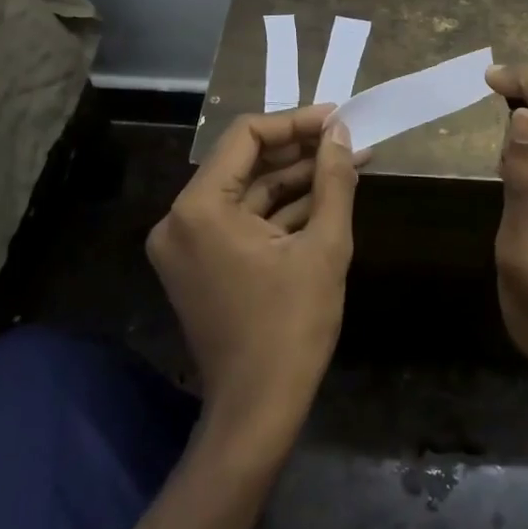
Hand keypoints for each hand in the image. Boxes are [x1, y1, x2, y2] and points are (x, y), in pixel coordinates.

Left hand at [146, 106, 359, 438]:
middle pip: (244, 164)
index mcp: (199, 208)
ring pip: (246, 194)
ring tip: (346, 163)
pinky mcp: (199, 264)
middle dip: (299, 152)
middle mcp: (180, 219)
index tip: (337, 119)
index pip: (246, 137)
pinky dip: (279, 211)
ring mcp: (186, 244)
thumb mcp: (324, 248)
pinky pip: (241, 222)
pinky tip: (324, 197)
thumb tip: (341, 134)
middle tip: (347, 140)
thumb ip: (334, 182)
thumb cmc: (292, 327)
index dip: (295, 123)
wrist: (258, 409)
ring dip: (294, 180)